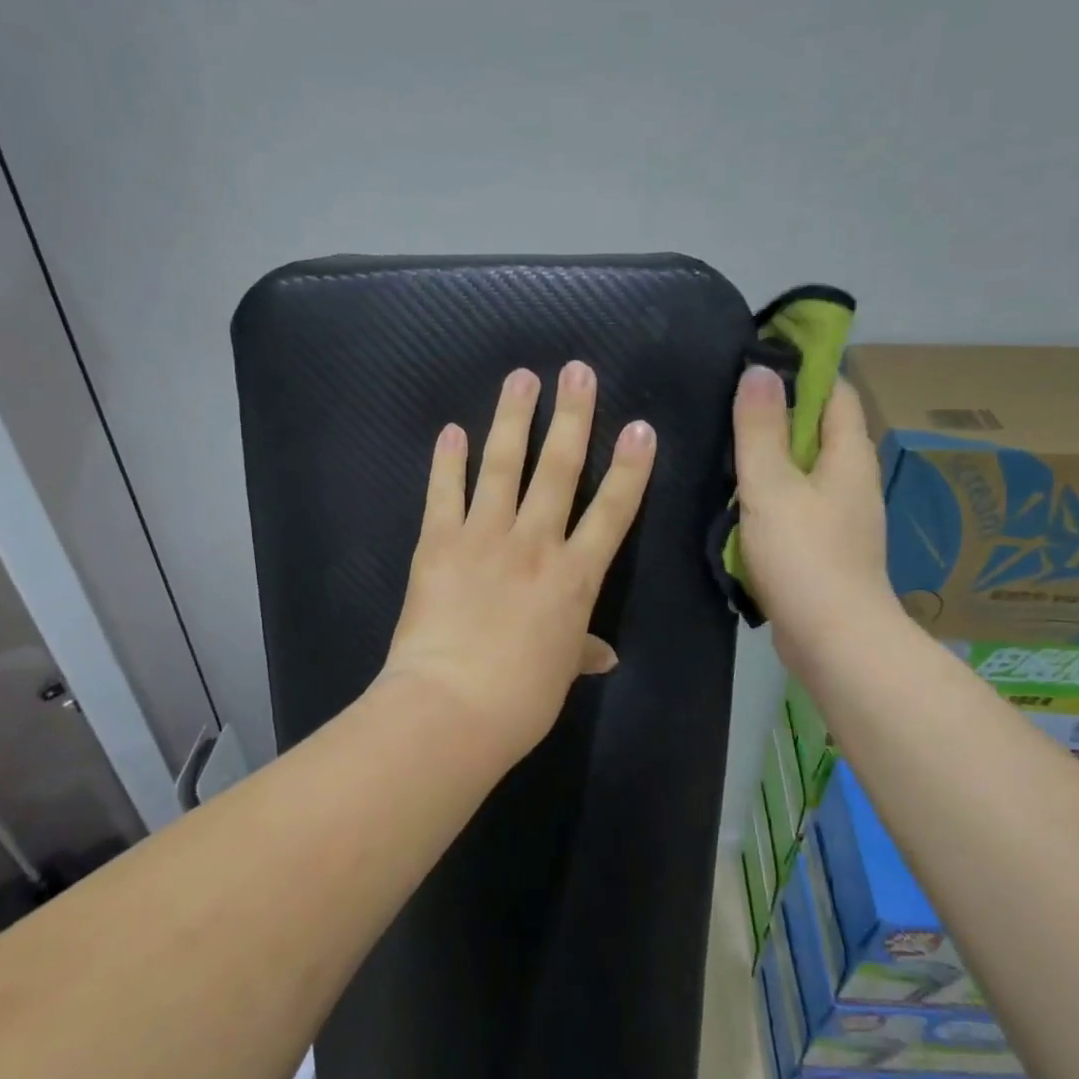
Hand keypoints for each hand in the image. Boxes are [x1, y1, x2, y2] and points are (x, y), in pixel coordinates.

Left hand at [380, 362, 656, 765]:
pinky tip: (451, 430)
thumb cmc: (520, 699)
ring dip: (513, 419)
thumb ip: (581, 651)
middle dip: (572, 417)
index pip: (613, 511)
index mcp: (575, 577)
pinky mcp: (439, 543)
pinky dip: (447, 461)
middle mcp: (536, 544)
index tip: (640, 427)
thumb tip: (604, 655)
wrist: (453, 708)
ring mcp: (485, 538)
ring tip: (521, 377)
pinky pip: (444, 493)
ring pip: (503, 467)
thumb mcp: (561, 673)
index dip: (629, 467)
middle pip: (559, 470)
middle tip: (578, 371)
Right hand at [732, 365, 905, 673]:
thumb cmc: (804, 556)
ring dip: (770, 461)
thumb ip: (760, 429)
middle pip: (819, 431)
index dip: (803, 371)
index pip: (835, 392)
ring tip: (723, 451)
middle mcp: (853, 481)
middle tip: (726, 406)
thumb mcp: (771, 485)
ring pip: (804, 473)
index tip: (756, 363)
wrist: (834, 642)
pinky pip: (796, 508)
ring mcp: (842, 519)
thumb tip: (759, 370)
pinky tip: (737, 504)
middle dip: (778, 416)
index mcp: (848, 456)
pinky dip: (770, 499)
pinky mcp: (826, 551)